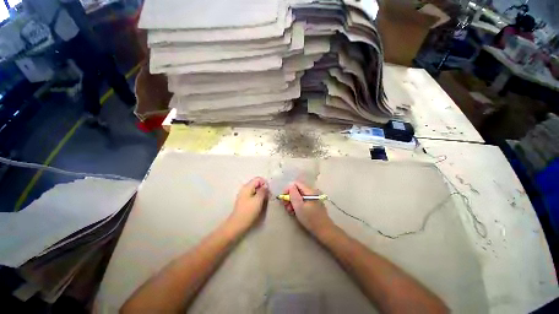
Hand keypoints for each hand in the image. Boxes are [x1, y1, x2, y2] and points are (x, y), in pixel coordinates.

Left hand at [229, 177, 268, 230]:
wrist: (237, 224)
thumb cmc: (248, 212)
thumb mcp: (258, 200)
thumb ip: (263, 191)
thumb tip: (266, 185)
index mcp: (247, 187)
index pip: (258, 179)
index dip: (265, 183)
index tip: (268, 191)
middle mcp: (245, 189)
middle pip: (257, 184)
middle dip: (263, 189)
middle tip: (268, 197)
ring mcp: (244, 195)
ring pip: (256, 190)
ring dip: (261, 194)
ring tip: (265, 201)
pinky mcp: (245, 201)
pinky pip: (253, 195)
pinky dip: (258, 198)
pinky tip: (260, 204)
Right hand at [282, 182, 333, 235]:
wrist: (324, 230)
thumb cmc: (310, 218)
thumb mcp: (299, 206)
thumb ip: (293, 194)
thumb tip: (290, 186)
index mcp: (309, 191)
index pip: (295, 183)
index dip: (288, 189)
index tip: (284, 199)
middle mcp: (311, 192)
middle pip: (297, 189)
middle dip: (290, 197)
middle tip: (286, 206)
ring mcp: (313, 198)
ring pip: (299, 196)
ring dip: (292, 202)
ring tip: (290, 211)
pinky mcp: (313, 204)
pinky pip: (303, 200)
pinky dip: (297, 205)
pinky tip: (295, 212)